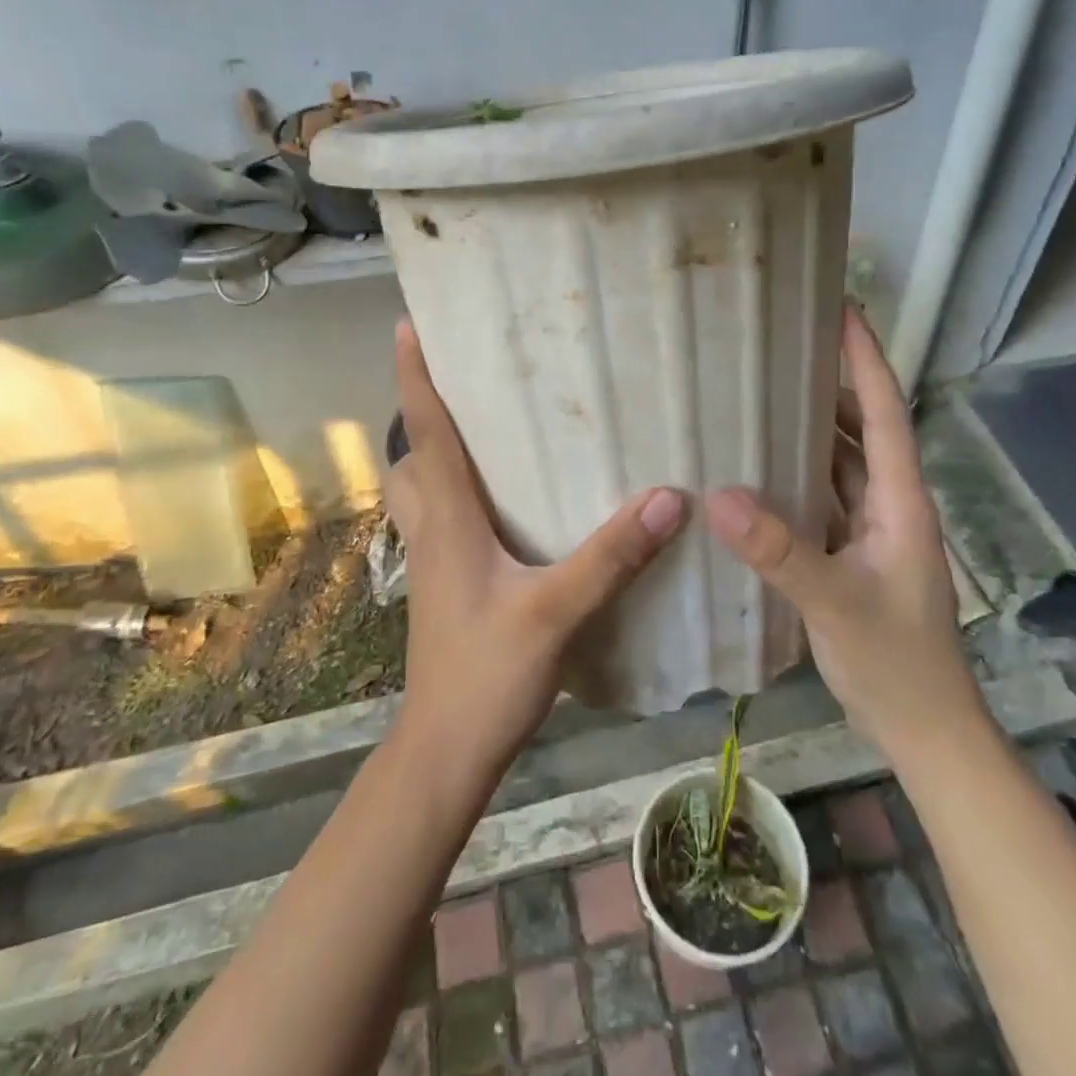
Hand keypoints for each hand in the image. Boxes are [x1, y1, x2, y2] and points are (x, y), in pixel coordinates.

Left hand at [384, 319, 686, 779]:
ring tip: (483, 426)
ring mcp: (435, 558)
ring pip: (422, 487)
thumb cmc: (486, 675)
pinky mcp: (448, 582)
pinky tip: (503, 499)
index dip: (414, 376)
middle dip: (425, 407)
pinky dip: (458, 490)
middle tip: (462, 373)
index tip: (408, 325)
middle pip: (415, 453)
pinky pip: (443, 516)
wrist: (445, 750)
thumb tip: (668, 496)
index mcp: (448, 519)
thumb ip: (610, 555)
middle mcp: (433, 528)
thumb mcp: (555, 613)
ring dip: (437, 450)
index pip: (426, 431)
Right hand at [704, 306, 980, 744]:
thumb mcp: (834, 602)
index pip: (885, 412)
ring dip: (813, 429)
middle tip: (783, 349)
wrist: (925, 730)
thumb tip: (718, 494)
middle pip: (863, 428)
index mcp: (900, 500)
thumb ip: (779, 550)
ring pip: (842, 463)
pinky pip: (825, 497)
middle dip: (832, 384)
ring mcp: (874, 531)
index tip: (842, 310)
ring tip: (765, 397)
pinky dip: (799, 475)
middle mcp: (890, 504)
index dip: (865, 359)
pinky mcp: (855, 554)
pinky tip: (761, 472)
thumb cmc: (894, 662)